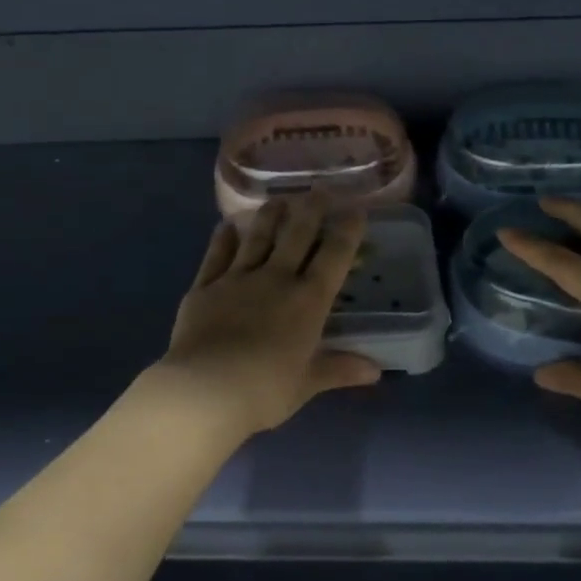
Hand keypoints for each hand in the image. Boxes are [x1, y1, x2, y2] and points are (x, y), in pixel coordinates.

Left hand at [151, 196, 381, 438]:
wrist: (204, 391)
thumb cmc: (264, 390)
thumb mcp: (307, 384)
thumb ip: (339, 369)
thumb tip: (375, 370)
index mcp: (308, 301)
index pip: (334, 256)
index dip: (348, 230)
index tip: (357, 209)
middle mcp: (276, 279)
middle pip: (297, 235)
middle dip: (312, 209)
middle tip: (320, 189)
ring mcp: (238, 279)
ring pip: (258, 237)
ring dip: (270, 216)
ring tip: (279, 199)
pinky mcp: (205, 286)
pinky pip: (217, 255)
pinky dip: (224, 238)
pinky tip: (227, 226)